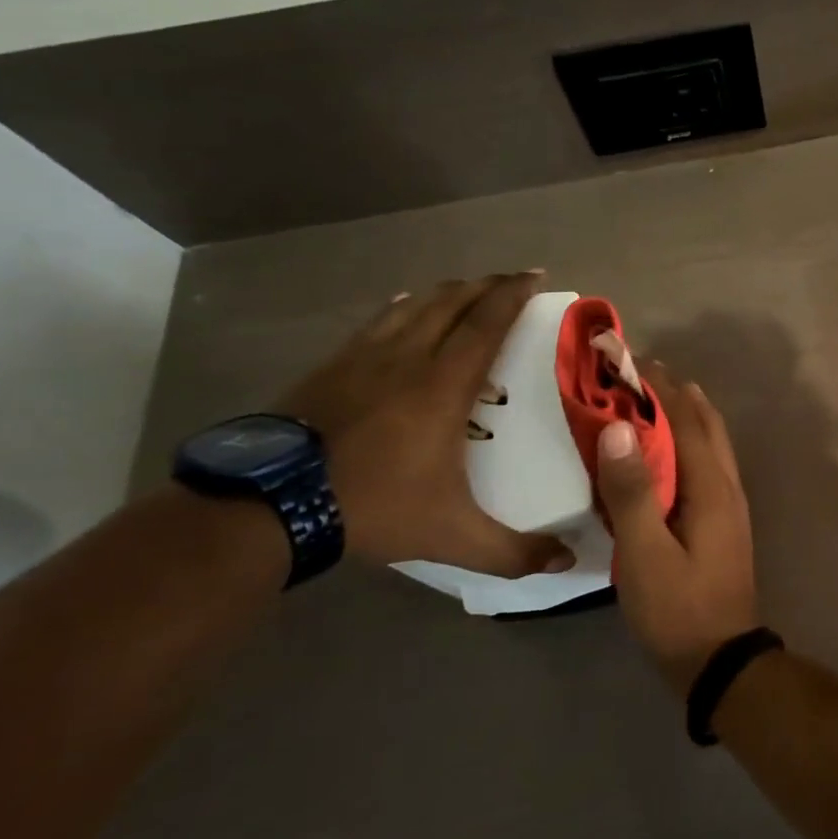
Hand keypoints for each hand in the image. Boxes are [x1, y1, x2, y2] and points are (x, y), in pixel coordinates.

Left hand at [275, 273, 571, 576]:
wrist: (269, 505)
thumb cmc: (372, 507)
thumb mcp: (451, 536)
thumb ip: (512, 551)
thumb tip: (567, 562)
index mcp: (444, 385)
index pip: (487, 323)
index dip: (514, 295)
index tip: (536, 276)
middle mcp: (409, 358)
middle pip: (454, 302)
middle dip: (488, 285)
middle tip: (513, 280)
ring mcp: (365, 357)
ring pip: (415, 306)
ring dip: (448, 292)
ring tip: (468, 290)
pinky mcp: (332, 365)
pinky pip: (378, 321)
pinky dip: (403, 307)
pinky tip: (405, 306)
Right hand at [596, 368, 757, 693]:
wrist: (721, 660)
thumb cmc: (679, 608)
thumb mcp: (646, 553)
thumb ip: (632, 491)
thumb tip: (619, 427)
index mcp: (710, 484)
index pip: (683, 417)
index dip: (657, 385)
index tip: (628, 358)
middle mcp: (726, 483)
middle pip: (704, 421)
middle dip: (674, 390)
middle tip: (638, 370)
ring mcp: (729, 501)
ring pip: (711, 440)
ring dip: (686, 411)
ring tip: (655, 395)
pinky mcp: (723, 519)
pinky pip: (707, 462)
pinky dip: (689, 439)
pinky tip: (669, 449)